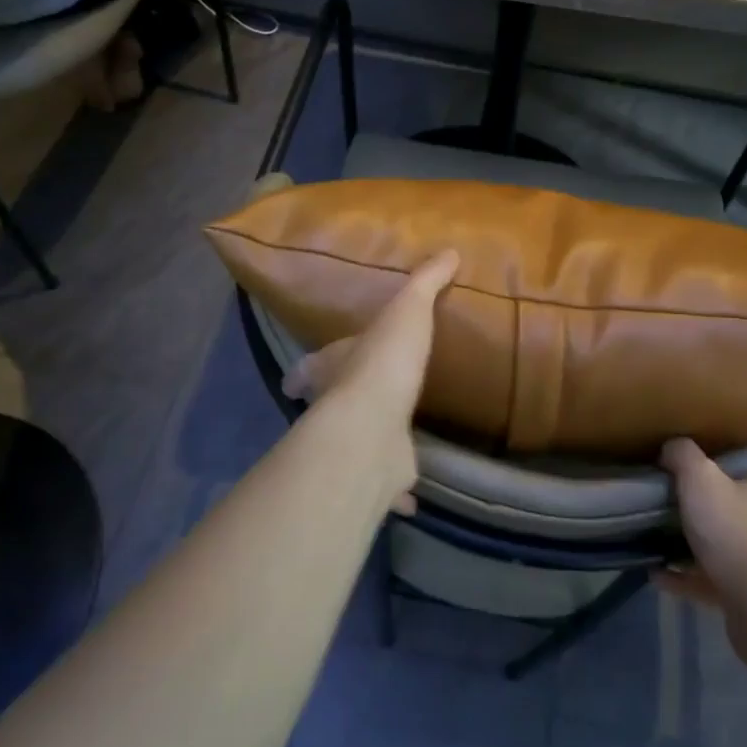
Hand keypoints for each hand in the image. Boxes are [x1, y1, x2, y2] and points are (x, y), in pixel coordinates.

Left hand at [280, 250, 460, 510]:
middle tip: (358, 401)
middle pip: (331, 406)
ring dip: (368, 443)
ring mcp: (355, 443)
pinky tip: (410, 496)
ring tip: (389, 439)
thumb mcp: (406, 311)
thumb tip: (449, 250)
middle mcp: (335, 407)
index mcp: (334, 369)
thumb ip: (425, 282)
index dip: (306, 371)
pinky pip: (388, 482)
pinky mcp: (377, 474)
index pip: (311, 367)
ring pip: (358, 443)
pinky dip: (397, 489)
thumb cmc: (382, 363)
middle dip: (340, 404)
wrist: (373, 428)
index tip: (297, 378)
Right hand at [655, 437, 746, 670]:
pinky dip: (684, 576)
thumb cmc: (737, 532)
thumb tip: (673, 447)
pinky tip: (656, 572)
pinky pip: (708, 579)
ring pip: (732, 544)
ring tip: (666, 530)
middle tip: (697, 488)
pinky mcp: (744, 596)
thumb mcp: (701, 478)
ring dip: (704, 540)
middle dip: (733, 500)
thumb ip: (684, 455)